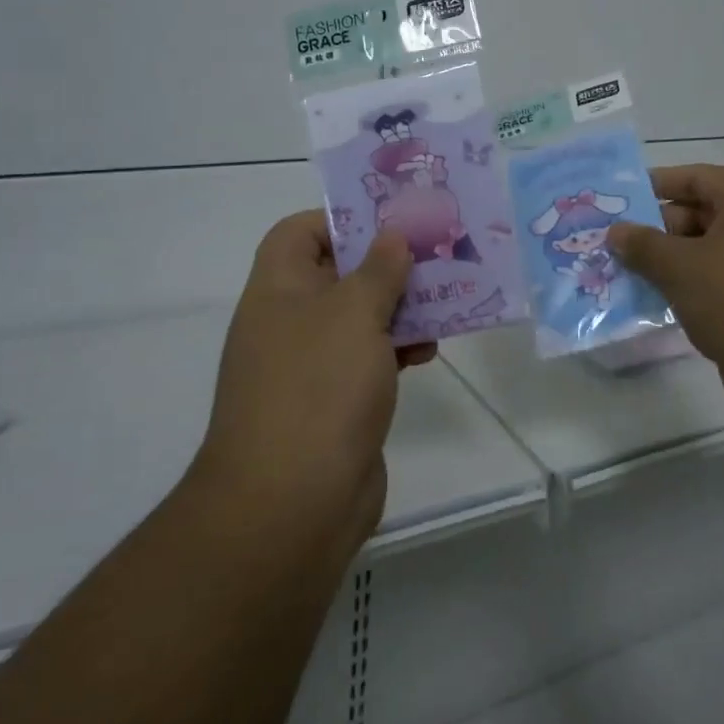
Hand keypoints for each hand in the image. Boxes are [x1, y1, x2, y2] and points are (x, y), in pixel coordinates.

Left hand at [192, 212, 435, 566]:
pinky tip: (429, 350)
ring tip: (445, 299)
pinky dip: (397, 348)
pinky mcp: (335, 402)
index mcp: (278, 290)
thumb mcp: (354, 313)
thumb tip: (392, 237)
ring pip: (360, 317)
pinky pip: (369, 358)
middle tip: (434, 253)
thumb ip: (378, 269)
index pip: (299, 232)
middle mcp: (289, 322)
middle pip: (337, 273)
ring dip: (400, 307)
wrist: (292, 504)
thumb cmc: (319, 388)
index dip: (341, 219)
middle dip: (386, 263)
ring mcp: (311, 365)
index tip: (389, 221)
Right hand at [608, 165, 723, 427]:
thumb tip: (616, 231)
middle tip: (613, 243)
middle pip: (699, 213)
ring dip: (668, 261)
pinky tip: (655, 298)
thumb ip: (643, 245)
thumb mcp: (681, 268)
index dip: (653, 186)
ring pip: (706, 249)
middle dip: (655, 229)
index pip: (694, 178)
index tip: (616, 201)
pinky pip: (718, 278)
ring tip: (624, 272)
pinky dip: (689, 284)